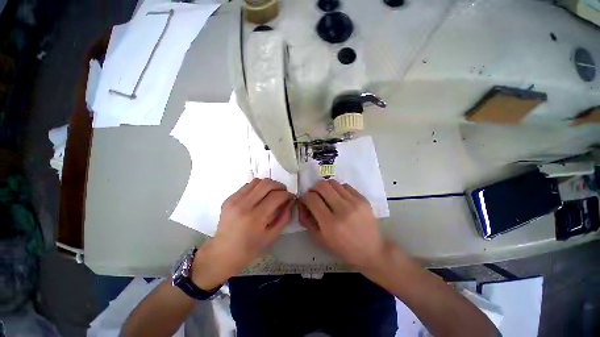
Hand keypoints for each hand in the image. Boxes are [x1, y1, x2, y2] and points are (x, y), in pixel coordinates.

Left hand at [192, 178, 293, 288]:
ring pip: (257, 181)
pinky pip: (247, 185)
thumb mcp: (271, 236)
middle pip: (267, 184)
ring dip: (269, 184)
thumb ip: (284, 218)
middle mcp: (244, 205)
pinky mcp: (229, 198)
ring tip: (273, 192)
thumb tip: (290, 202)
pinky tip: (260, 195)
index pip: (276, 196)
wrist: (222, 253)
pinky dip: (258, 187)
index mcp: (256, 217)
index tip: (291, 197)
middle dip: (280, 186)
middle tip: (283, 192)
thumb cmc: (249, 249)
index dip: (287, 194)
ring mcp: (234, 200)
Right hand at [299, 180, 385, 270]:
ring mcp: (355, 202)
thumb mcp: (320, 239)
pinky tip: (339, 198)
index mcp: (330, 224)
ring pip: (333, 182)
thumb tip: (302, 203)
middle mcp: (342, 210)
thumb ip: (306, 220)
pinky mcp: (363, 198)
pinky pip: (345, 185)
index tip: (306, 201)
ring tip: (326, 196)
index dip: (305, 197)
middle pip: (322, 185)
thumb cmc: (343, 248)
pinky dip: (338, 189)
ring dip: (325, 187)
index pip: (312, 199)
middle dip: (314, 188)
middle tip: (314, 195)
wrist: (371, 250)